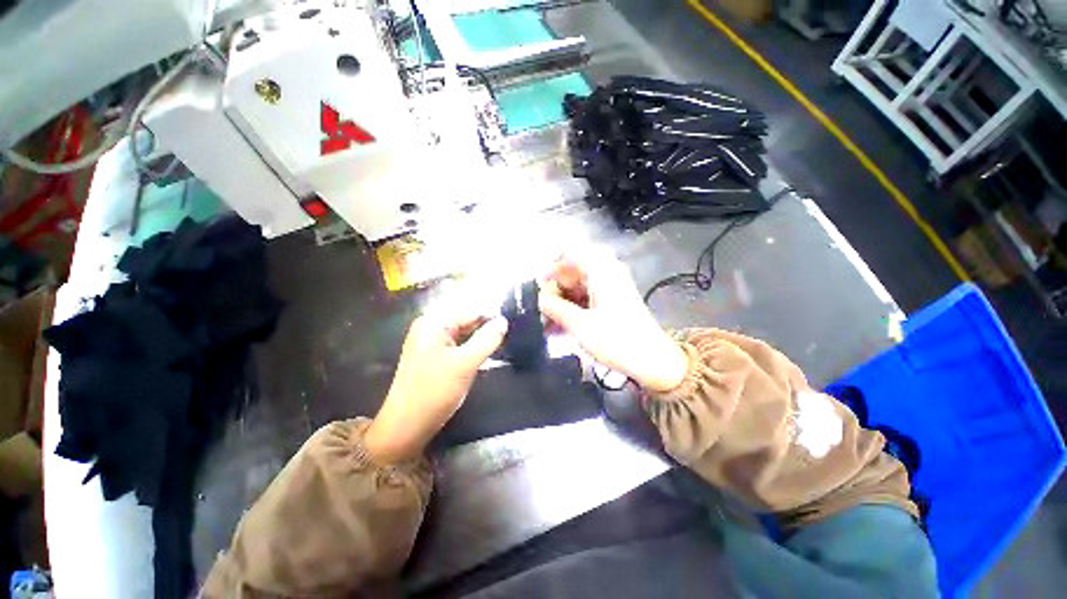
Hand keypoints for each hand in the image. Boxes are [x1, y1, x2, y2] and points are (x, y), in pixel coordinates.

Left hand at [364, 311, 507, 462]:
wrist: (406, 426)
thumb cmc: (435, 392)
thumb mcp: (466, 364)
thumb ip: (487, 340)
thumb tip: (504, 321)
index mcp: (434, 322)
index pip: (471, 310)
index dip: (492, 317)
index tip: (511, 327)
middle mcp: (430, 326)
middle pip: (466, 319)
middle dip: (486, 327)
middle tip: (507, 337)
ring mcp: (430, 341)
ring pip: (463, 332)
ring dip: (479, 337)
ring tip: (498, 345)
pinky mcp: (432, 355)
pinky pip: (457, 343)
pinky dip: (471, 346)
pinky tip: (483, 353)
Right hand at [539, 251, 687, 393]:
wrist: (652, 361)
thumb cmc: (617, 340)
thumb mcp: (580, 325)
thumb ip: (555, 308)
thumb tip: (538, 298)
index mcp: (601, 271)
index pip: (570, 253)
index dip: (551, 267)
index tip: (538, 286)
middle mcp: (606, 273)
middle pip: (572, 271)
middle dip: (554, 289)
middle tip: (539, 309)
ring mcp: (609, 288)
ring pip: (577, 287)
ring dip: (560, 302)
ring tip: (545, 322)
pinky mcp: (610, 302)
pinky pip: (585, 299)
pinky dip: (571, 309)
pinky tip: (557, 327)